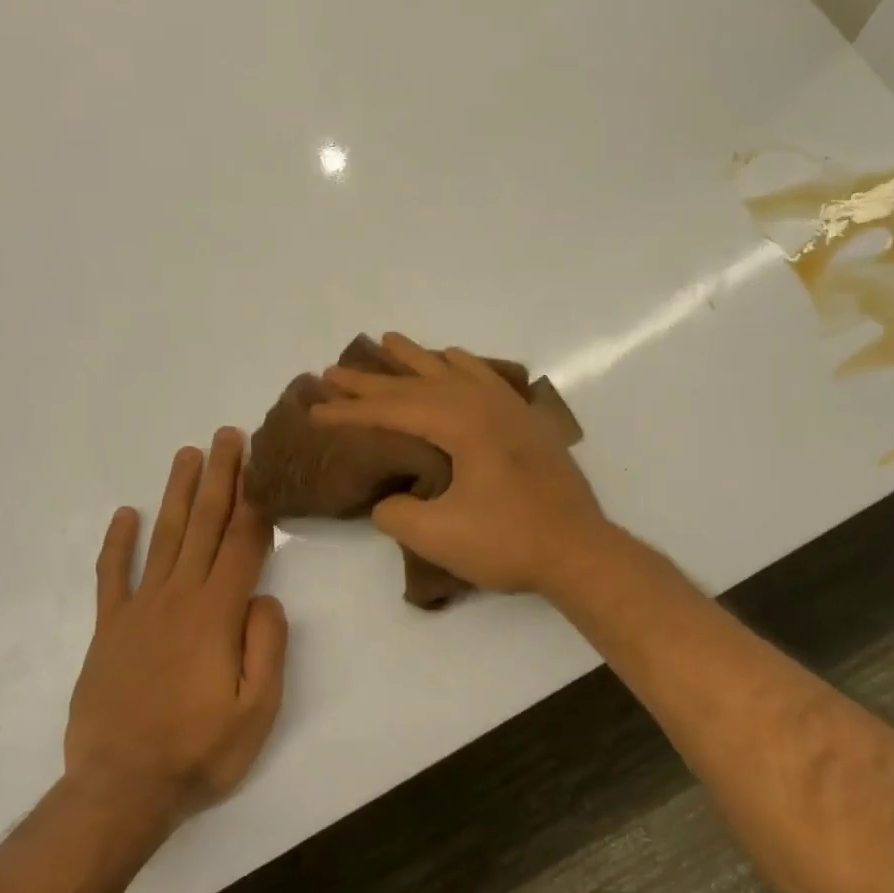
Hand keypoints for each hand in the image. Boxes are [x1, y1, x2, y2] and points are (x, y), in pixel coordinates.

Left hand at [66, 429, 287, 829]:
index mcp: (217, 615)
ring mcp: (138, 610)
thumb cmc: (200, 752)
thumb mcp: (258, 710)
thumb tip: (265, 599)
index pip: (243, 544)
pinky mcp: (108, 630)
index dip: (255, 501)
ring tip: (188, 455)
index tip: (261, 463)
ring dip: (178, 494)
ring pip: (163, 537)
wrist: (121, 790)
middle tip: (227, 436)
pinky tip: (125, 514)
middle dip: (220, 478)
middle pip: (204, 526)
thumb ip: (268, 647)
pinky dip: (117, 543)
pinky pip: (112, 576)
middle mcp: (178, 598)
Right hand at [311, 333, 609, 595]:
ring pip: (453, 372)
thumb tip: (388, 501)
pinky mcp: (525, 423)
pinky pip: (486, 379)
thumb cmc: (509, 542)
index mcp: (461, 424)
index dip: (349, 412)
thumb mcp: (438, 536)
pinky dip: (463, 365)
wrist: (579, 551)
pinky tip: (454, 359)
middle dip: (372, 381)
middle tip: (332, 371)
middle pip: (417, 385)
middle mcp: (484, 404)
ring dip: (416, 360)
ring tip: (388, 342)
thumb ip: (397, 514)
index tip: (314, 410)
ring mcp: (509, 410)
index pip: (392, 410)